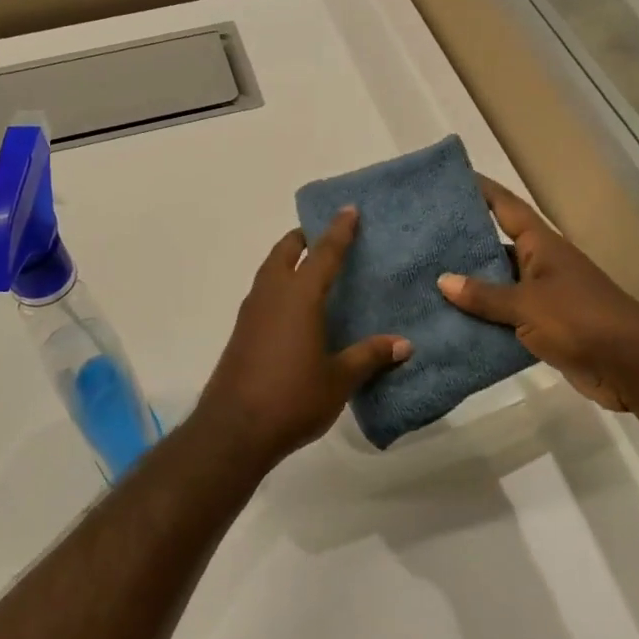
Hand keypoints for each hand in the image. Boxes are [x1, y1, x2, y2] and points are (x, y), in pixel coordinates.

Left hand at [191, 209, 411, 469]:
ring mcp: (251, 313)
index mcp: (299, 297)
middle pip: (284, 252)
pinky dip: (278, 286)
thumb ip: (369, 356)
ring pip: (269, 272)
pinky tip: (292, 308)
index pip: (323, 254)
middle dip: (302, 239)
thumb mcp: (338, 379)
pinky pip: (262, 295)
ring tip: (308, 267)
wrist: (234, 429)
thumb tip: (404, 344)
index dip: (338, 231)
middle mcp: (271, 295)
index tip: (348, 210)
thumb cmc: (292, 397)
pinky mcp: (241, 333)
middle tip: (322, 236)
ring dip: (286, 261)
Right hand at [438, 175, 638, 412]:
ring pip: (498, 285)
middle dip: (464, 243)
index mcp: (541, 246)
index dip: (483, 191)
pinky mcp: (544, 328)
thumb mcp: (527, 305)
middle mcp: (541, 265)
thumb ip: (485, 295)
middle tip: (423, 238)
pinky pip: (505, 317)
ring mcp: (544, 297)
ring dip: (470, 286)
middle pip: (497, 246)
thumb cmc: (579, 320)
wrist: (631, 365)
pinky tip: (451, 322)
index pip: (507, 208)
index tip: (452, 180)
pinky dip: (482, 319)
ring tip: (426, 281)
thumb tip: (443, 280)